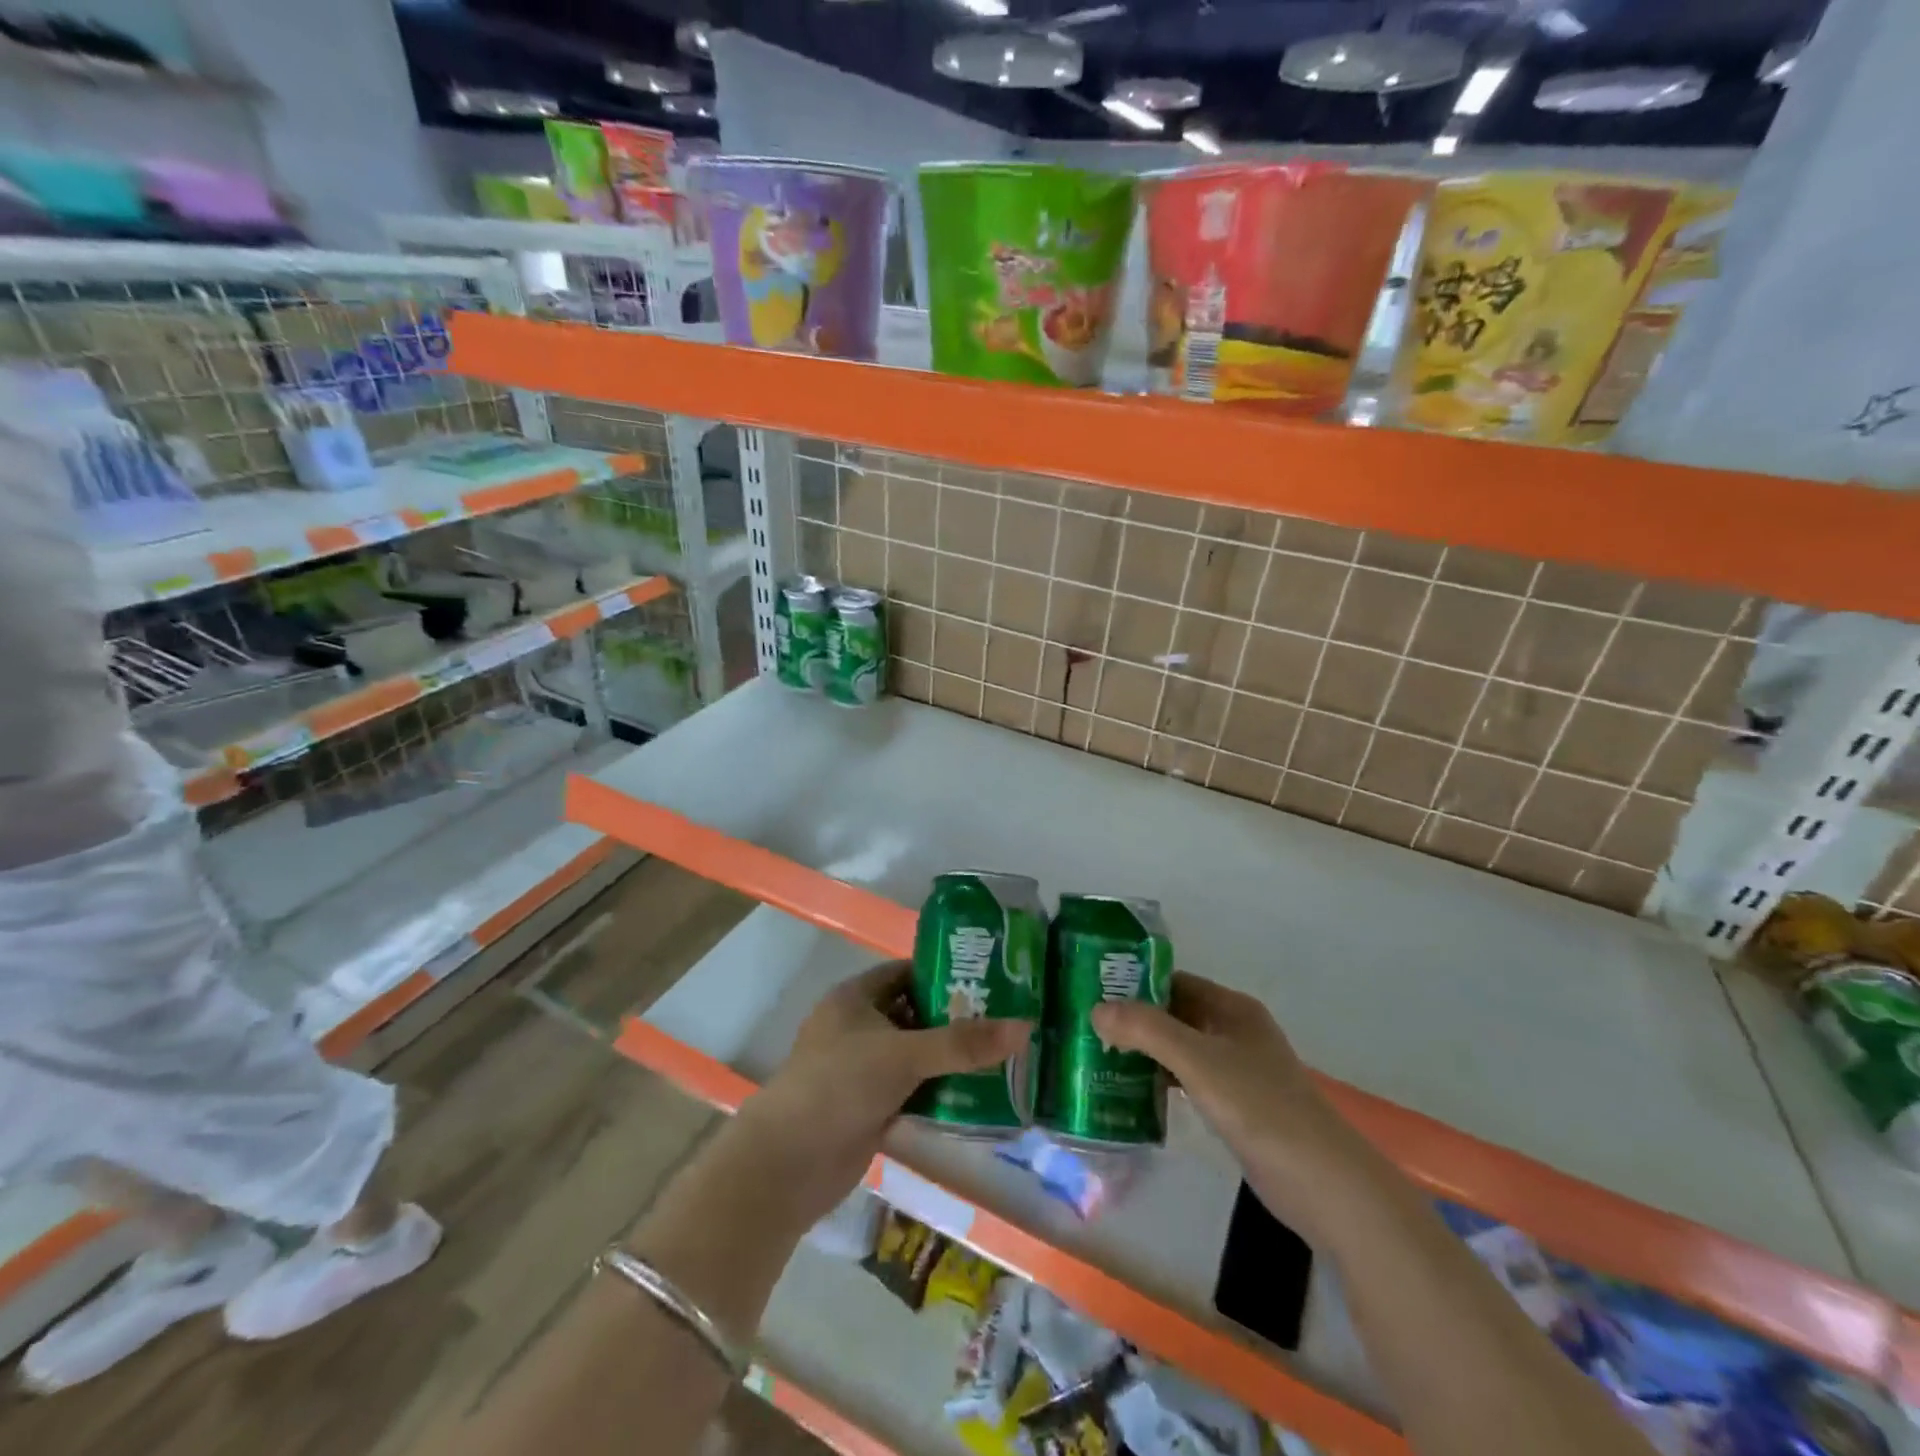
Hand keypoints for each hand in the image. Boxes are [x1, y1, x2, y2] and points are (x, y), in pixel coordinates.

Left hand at [744, 961, 1030, 1227]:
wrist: (788, 1164)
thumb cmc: (839, 1085)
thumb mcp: (903, 1055)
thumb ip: (962, 1044)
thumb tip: (1025, 1027)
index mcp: (855, 998)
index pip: (906, 973)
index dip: (944, 975)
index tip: (989, 981)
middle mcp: (857, 1028)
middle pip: (913, 1015)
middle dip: (954, 1020)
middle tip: (1005, 1022)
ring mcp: (860, 1070)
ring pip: (914, 1056)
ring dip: (948, 1061)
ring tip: (1001, 1059)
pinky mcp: (867, 1107)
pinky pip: (910, 1091)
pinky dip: (936, 1093)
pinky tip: (976, 1098)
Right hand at [1091, 972, 1362, 1227]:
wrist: (1323, 1183)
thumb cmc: (1260, 1107)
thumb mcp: (1198, 1061)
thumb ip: (1147, 1030)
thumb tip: (1096, 1010)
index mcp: (1231, 1008)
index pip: (1174, 981)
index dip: (1135, 983)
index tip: (1092, 992)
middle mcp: (1233, 1032)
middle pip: (1174, 1014)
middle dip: (1134, 1020)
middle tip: (1086, 1028)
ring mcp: (1236, 1070)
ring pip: (1179, 1049)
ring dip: (1144, 1052)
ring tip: (1097, 1057)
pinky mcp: (1235, 1106)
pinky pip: (1187, 1081)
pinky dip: (1160, 1081)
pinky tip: (1130, 1093)